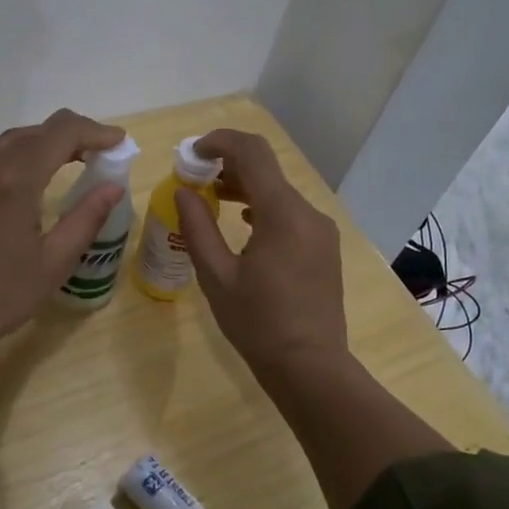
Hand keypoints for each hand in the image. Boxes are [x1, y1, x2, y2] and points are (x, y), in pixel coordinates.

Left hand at [0, 107, 126, 344]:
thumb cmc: (2, 294)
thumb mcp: (55, 260)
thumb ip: (87, 217)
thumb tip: (113, 188)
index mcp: (15, 180)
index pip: (62, 134)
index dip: (95, 131)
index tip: (119, 141)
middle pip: (37, 131)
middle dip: (73, 134)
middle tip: (102, 153)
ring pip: (12, 141)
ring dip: (46, 142)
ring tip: (76, 160)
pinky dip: (23, 156)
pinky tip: (36, 178)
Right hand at [171, 129, 347, 377]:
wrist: (310, 366)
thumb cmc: (258, 324)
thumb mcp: (217, 276)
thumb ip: (198, 228)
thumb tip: (184, 191)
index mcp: (283, 214)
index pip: (253, 153)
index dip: (220, 141)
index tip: (192, 151)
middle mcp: (308, 213)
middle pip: (267, 169)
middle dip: (228, 164)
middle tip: (194, 178)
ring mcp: (320, 230)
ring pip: (279, 191)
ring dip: (246, 186)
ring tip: (212, 199)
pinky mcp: (324, 247)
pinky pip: (290, 213)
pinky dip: (263, 208)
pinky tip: (243, 225)